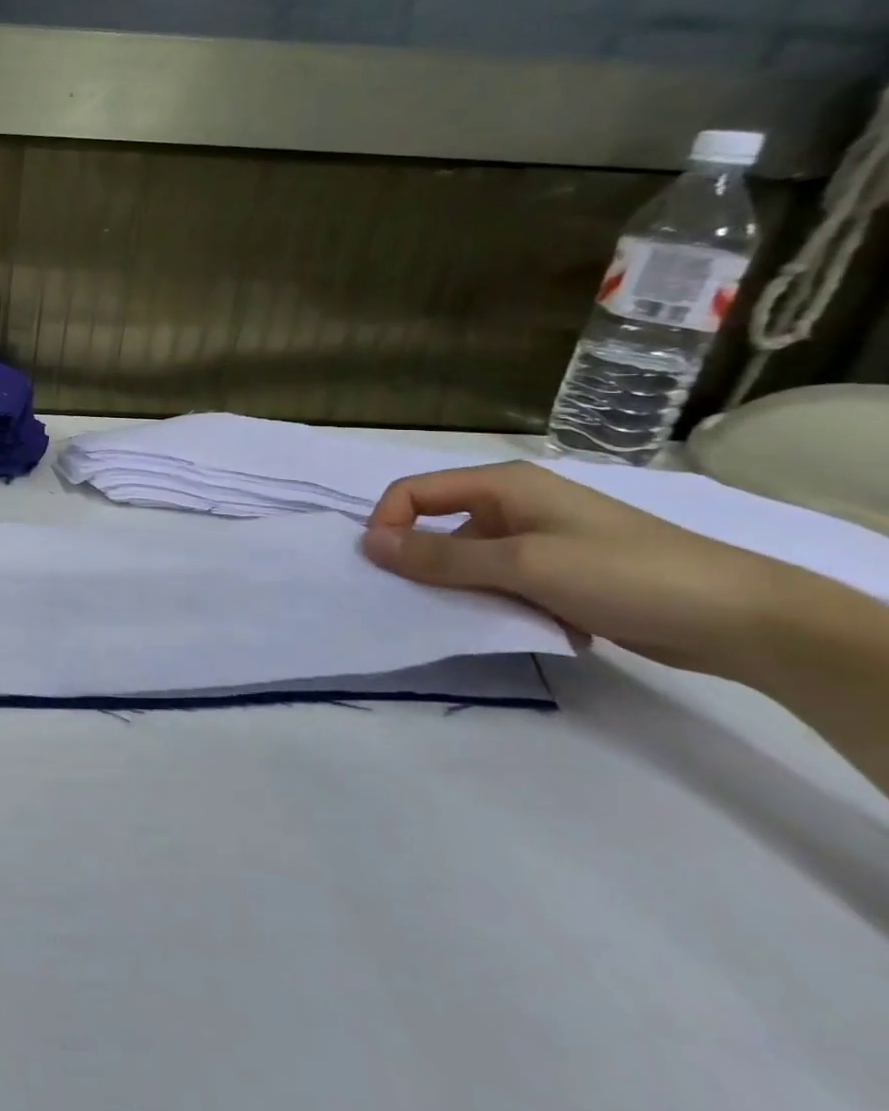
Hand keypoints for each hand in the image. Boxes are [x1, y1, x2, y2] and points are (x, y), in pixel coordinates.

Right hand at [360, 461, 800, 676]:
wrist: (742, 618)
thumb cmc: (623, 574)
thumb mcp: (521, 565)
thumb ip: (440, 557)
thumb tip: (368, 544)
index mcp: (503, 485)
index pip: (414, 492)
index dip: (388, 524)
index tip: (383, 569)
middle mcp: (515, 505)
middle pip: (440, 527)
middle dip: (426, 564)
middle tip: (429, 602)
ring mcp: (540, 539)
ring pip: (471, 560)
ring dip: (469, 589)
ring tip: (490, 617)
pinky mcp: (560, 572)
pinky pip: (504, 582)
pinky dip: (504, 603)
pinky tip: (535, 625)